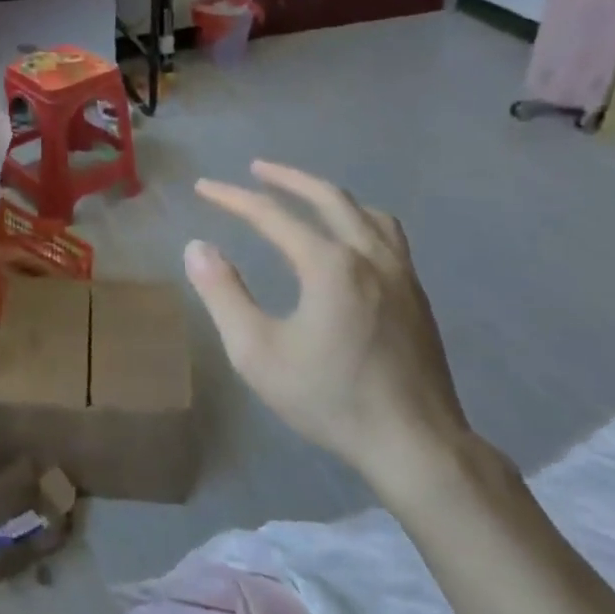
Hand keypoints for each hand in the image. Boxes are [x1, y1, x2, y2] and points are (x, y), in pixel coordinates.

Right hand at [184, 160, 476, 500]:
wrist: (415, 444)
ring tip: (304, 195)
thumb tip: (197, 247)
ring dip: (328, 195)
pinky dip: (358, 218)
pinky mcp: (417, 295)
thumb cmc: (329, 397)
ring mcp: (401, 273)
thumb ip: (224, 294)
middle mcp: (368, 255)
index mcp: (329, 264)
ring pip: (365, 212)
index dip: (232, 198)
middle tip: (255, 169)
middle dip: (286, 179)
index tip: (203, 188)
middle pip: (327, 197)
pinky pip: (387, 234)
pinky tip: (350, 238)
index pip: (271, 214)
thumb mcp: (257, 351)